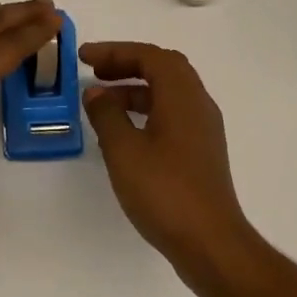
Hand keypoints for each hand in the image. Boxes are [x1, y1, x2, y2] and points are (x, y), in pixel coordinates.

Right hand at [81, 42, 257, 284]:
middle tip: (95, 72)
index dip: (114, 51)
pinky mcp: (202, 151)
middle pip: (163, 67)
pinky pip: (172, 113)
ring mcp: (203, 128)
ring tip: (103, 102)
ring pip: (168, 91)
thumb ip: (106, 115)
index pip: (149, 55)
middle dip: (127, 64)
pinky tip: (125, 131)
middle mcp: (198, 103)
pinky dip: (147, 109)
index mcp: (182, 95)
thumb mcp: (124, 150)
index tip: (84, 57)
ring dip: (135, 88)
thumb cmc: (165, 191)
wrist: (212, 245)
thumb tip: (96, 93)